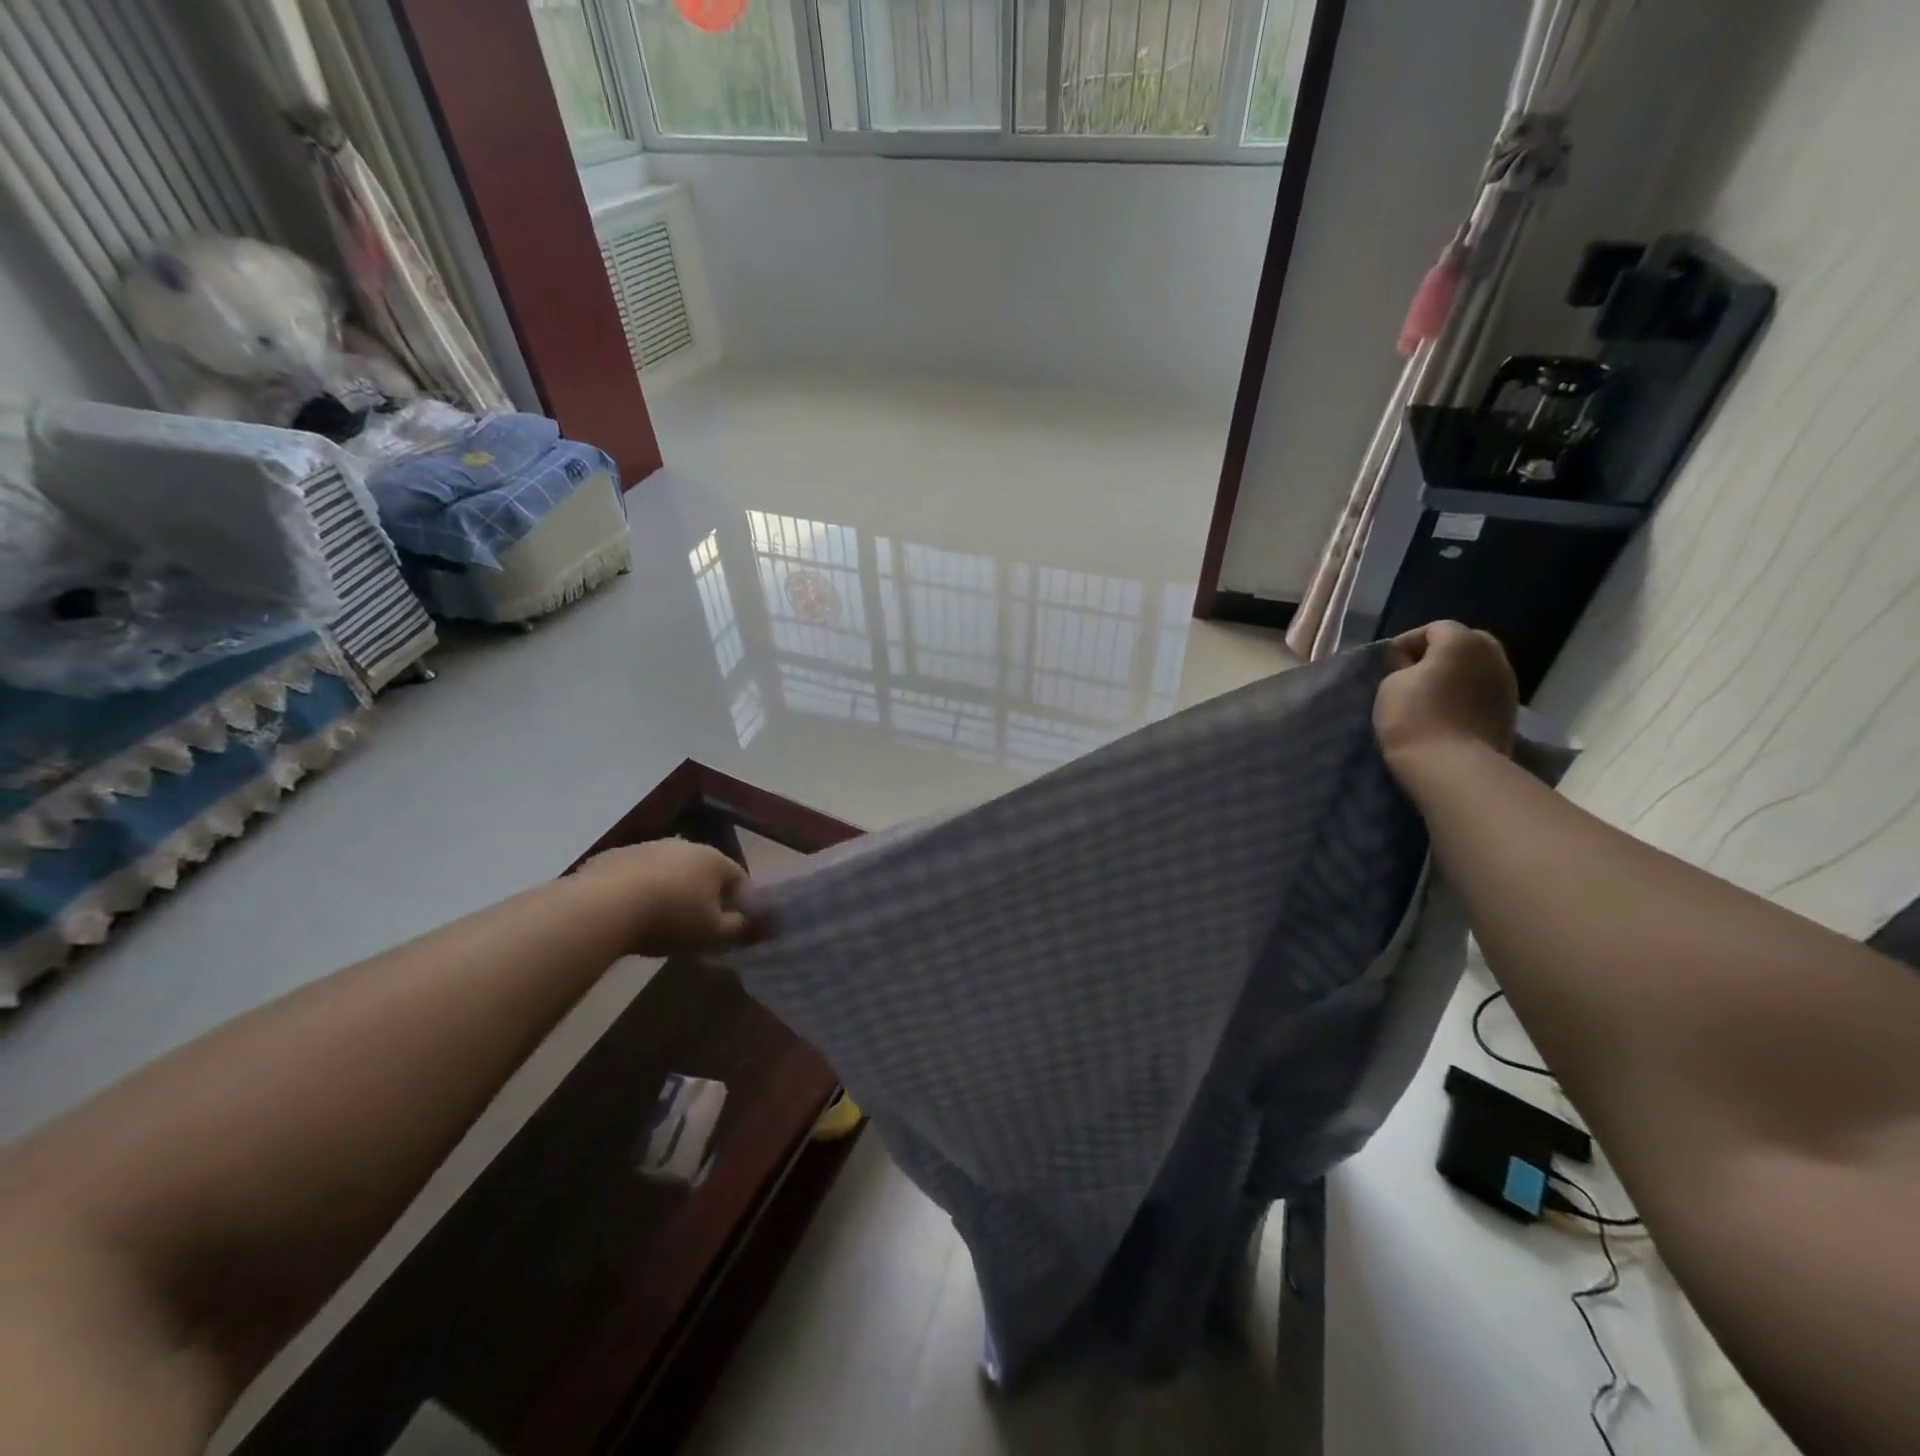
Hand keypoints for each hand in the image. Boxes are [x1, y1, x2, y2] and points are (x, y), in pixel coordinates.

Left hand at [576, 839, 757, 956]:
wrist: (603, 907)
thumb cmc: (671, 919)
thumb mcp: (713, 934)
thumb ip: (740, 930)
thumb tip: (758, 925)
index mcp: (714, 859)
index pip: (739, 878)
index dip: (739, 903)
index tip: (731, 926)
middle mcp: (684, 845)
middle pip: (702, 871)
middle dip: (703, 895)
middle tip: (695, 925)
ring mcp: (647, 847)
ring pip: (668, 870)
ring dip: (669, 890)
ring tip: (658, 921)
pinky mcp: (614, 856)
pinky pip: (635, 875)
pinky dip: (637, 890)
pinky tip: (628, 914)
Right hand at [1374, 621, 1517, 770]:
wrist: (1451, 766)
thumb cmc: (1413, 716)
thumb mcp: (1391, 683)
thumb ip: (1402, 666)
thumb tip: (1412, 664)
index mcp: (1462, 641)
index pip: (1433, 629)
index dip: (1407, 642)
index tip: (1389, 664)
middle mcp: (1493, 655)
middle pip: (1464, 643)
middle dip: (1438, 654)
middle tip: (1412, 675)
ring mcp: (1507, 684)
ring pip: (1477, 668)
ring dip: (1455, 676)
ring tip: (1430, 696)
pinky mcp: (1510, 712)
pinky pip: (1483, 692)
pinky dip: (1467, 695)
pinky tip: (1448, 713)